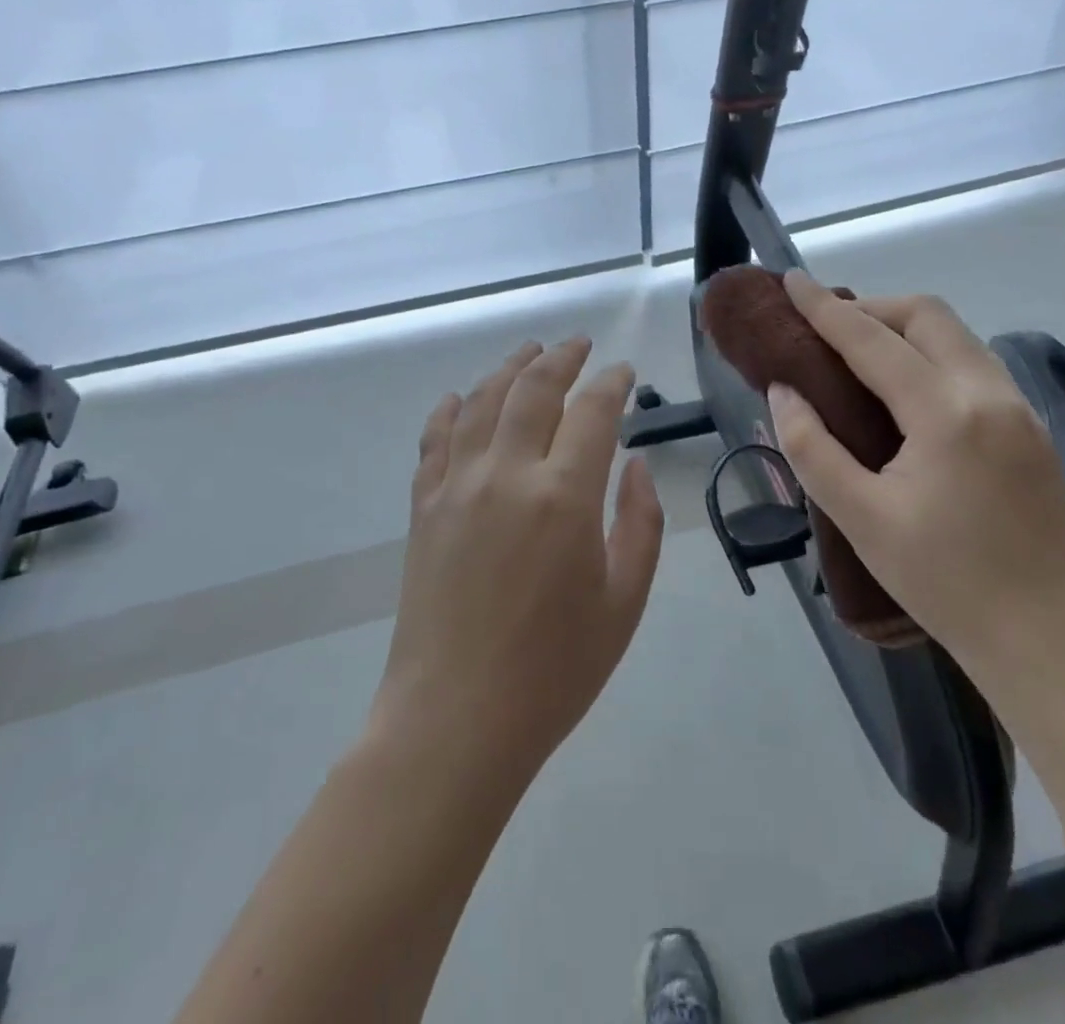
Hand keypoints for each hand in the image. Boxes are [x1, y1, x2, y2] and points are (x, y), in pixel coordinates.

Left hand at [370, 339, 664, 788]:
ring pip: (483, 402)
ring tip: (528, 351)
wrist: (455, 720)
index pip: (592, 411)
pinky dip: (451, 409)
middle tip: (578, 344)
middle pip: (533, 389)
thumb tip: (634, 466)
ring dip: (509, 368)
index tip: (622, 372)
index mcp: (564, 496)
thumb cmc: (554, 670)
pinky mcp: (424, 507)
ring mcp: (457, 486)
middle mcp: (507, 473)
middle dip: (561, 358)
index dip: (611, 383)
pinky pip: (436, 439)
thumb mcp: (624, 602)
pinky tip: (462, 397)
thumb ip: (639, 524)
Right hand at [766, 271, 1064, 677]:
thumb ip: (811, 446)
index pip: (872, 340)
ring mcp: (1020, 409)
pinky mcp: (1032, 429)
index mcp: (945, 413)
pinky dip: (932, 355)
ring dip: (905, 329)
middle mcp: (990, 393)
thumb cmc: (942, 581)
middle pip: (927, 315)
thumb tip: (783, 391)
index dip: (824, 309)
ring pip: (957, 335)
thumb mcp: (859, 517)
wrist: (1045, 639)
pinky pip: (974, 364)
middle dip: (872, 307)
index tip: (792, 281)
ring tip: (861, 355)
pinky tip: (908, 391)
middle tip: (828, 330)